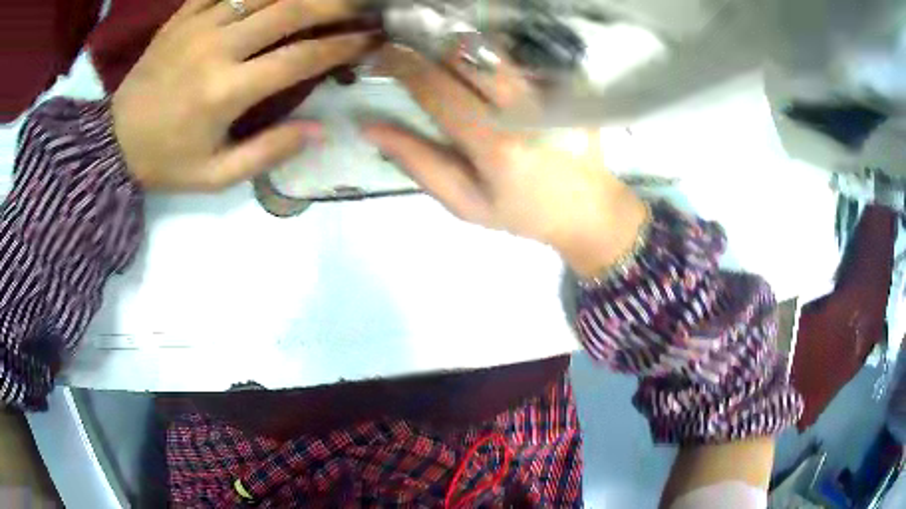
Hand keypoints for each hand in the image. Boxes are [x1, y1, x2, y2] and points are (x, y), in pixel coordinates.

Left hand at [112, 0, 373, 191]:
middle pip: (290, 10)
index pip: (299, 59)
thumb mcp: (215, 176)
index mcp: (225, 92)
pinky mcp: (182, 16)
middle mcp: (216, 49)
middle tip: (363, 5)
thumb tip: (319, 131)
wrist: (113, 143)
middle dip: (336, 4)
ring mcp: (197, 26)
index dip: (342, 46)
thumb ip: (267, 153)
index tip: (371, 40)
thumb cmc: (165, 162)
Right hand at [362, 44, 646, 275]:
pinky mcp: (565, 86)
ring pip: (490, 50)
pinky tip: (483, 77)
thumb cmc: (521, 213)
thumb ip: (418, 162)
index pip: (436, 87)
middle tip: (410, 59)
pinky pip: (514, 59)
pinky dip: (488, 59)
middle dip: (427, 49)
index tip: (381, 55)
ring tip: (444, 66)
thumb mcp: (464, 202)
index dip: (402, 65)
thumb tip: (370, 127)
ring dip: (456, 51)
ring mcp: (548, 92)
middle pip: (463, 55)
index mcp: (495, 143)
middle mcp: (523, 108)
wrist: (588, 208)